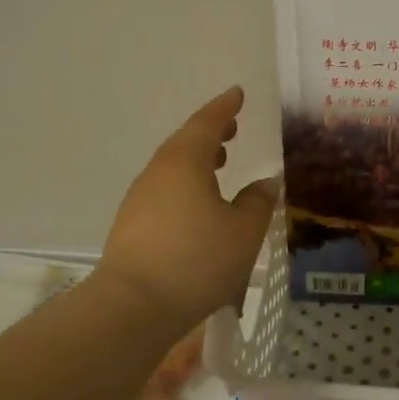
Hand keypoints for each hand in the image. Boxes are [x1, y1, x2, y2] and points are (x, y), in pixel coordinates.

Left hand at [99, 86, 278, 329]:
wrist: (133, 306)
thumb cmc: (196, 261)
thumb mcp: (243, 232)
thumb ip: (258, 203)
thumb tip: (265, 183)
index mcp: (184, 162)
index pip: (207, 123)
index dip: (225, 108)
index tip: (238, 93)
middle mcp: (158, 173)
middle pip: (185, 142)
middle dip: (211, 133)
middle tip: (232, 128)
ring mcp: (140, 198)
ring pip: (173, 167)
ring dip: (198, 160)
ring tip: (221, 163)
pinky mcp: (133, 224)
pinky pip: (165, 190)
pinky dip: (186, 184)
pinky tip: (199, 204)